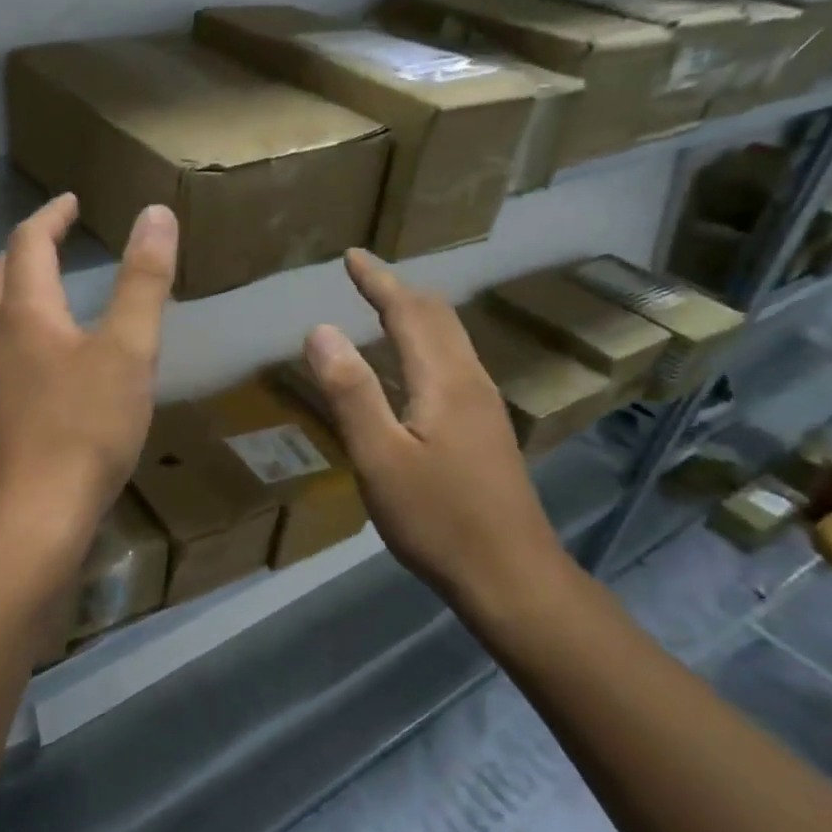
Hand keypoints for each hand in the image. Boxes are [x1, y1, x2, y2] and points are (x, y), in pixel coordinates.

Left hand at [0, 193, 176, 566]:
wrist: (33, 518)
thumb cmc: (85, 428)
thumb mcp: (128, 350)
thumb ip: (143, 282)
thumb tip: (156, 213)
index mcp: (25, 313)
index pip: (28, 242)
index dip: (51, 215)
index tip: (72, 201)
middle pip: (3, 276)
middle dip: (30, 248)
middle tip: (61, 238)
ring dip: (24, 290)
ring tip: (59, 289)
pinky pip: (7, 351)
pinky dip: (27, 330)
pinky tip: (55, 358)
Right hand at [303, 251, 571, 630]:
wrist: (511, 576)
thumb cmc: (437, 519)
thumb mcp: (379, 458)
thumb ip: (351, 392)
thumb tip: (321, 330)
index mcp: (445, 380)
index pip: (409, 311)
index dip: (379, 280)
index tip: (352, 256)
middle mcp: (472, 382)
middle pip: (439, 317)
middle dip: (399, 290)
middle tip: (364, 276)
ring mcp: (485, 407)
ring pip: (451, 340)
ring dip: (416, 316)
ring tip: (383, 309)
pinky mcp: (487, 431)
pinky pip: (454, 365)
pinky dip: (426, 345)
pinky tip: (410, 370)